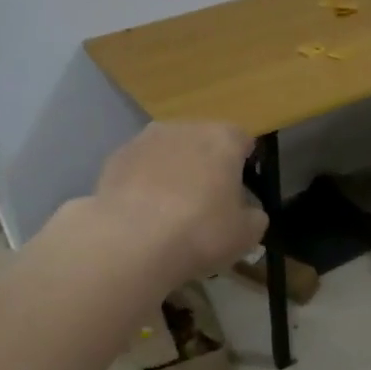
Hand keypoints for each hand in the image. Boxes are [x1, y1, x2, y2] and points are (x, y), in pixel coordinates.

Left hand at [91, 122, 267, 287]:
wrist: (131, 241)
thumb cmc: (200, 232)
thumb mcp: (246, 235)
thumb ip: (254, 217)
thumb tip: (248, 213)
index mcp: (223, 139)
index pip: (242, 141)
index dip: (243, 165)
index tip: (239, 191)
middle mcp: (185, 128)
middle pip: (203, 141)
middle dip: (206, 165)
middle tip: (205, 203)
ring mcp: (145, 139)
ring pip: (168, 151)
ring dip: (172, 171)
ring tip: (168, 210)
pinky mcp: (115, 157)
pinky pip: (139, 167)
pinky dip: (143, 183)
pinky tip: (141, 213)